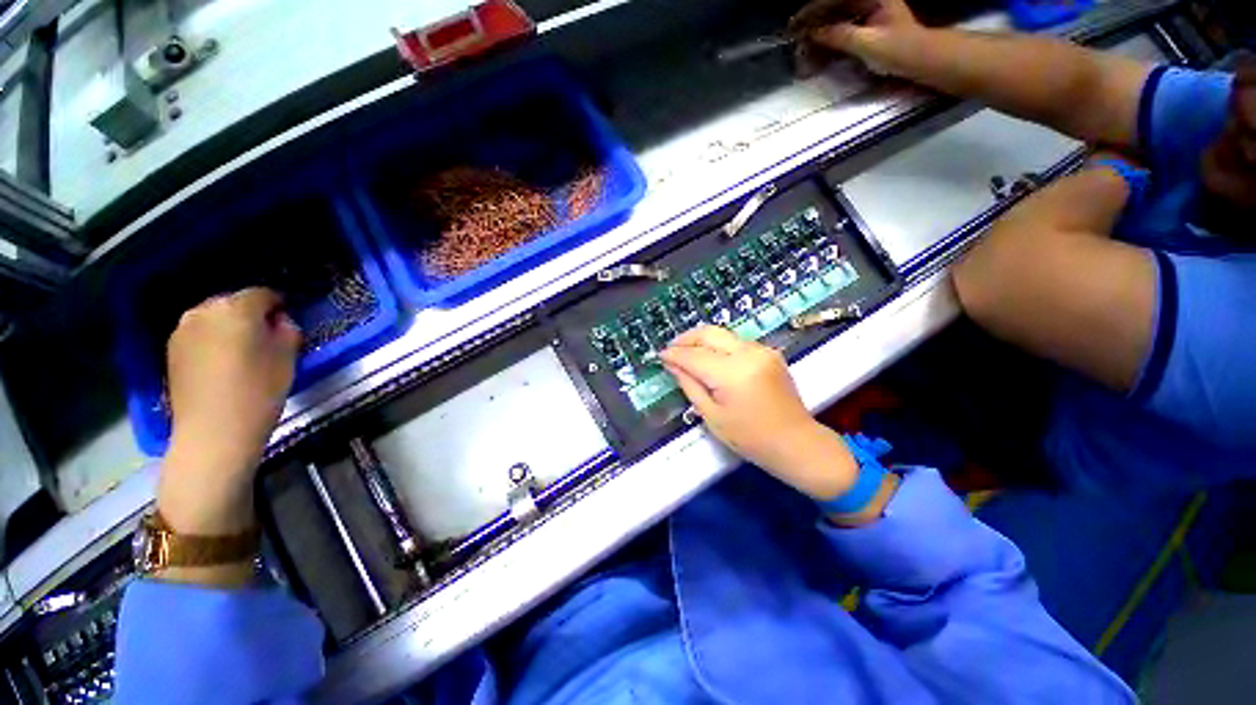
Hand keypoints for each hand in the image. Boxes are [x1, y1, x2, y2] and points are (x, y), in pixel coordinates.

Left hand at [159, 288, 300, 535]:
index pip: (262, 294)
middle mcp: (204, 312)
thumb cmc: (259, 391)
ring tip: (244, 351)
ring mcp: (182, 331)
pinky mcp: (171, 350)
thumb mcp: (288, 359)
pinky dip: (213, 341)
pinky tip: (223, 363)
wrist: (213, 432)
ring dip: (230, 327)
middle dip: (251, 314)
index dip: (278, 304)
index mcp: (236, 309)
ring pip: (213, 318)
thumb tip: (279, 322)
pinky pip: (199, 334)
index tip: (287, 320)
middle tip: (267, 337)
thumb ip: (287, 331)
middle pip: (233, 302)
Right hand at [660, 326, 857, 500]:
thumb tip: (672, 364)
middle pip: (709, 333)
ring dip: (702, 340)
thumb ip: (690, 385)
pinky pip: (736, 342)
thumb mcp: (711, 416)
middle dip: (686, 338)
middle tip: (671, 349)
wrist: (796, 442)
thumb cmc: (750, 438)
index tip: (659, 355)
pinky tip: (710, 359)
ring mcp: (762, 350)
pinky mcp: (769, 353)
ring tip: (687, 354)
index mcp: (733, 373)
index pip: (694, 356)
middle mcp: (748, 353)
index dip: (674, 354)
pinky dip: (719, 346)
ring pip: (723, 334)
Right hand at [789, 0, 920, 75]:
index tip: (794, 24)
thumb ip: (840, 35)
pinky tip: (815, 54)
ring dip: (817, 35)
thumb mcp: (869, 43)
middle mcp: (867, 0)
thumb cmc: (900, 49)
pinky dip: (826, 42)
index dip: (812, 10)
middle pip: (831, 7)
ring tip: (802, 51)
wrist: (921, 59)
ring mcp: (866, 12)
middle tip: (794, 40)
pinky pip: (839, 30)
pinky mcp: (864, 26)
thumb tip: (813, 33)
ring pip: (833, 20)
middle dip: (811, 24)